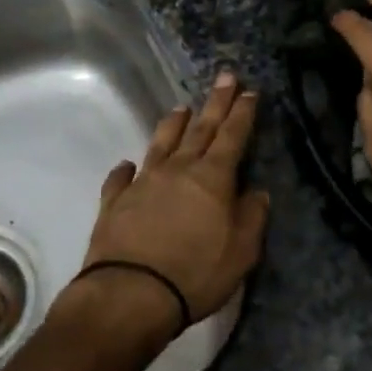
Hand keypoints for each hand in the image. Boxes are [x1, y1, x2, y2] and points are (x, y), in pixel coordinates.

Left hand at [78, 71, 269, 336]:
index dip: (242, 113)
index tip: (249, 91)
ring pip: (161, 143)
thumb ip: (252, 217)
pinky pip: (121, 178)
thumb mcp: (242, 251)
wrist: (131, 293)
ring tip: (181, 108)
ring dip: (174, 124)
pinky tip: (127, 164)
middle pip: (200, 129)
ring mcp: (144, 182)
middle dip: (215, 103)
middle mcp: (178, 169)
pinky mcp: (115, 201)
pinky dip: (126, 169)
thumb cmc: (196, 273)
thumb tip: (256, 192)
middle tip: (224, 77)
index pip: (232, 136)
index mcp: (213, 177)